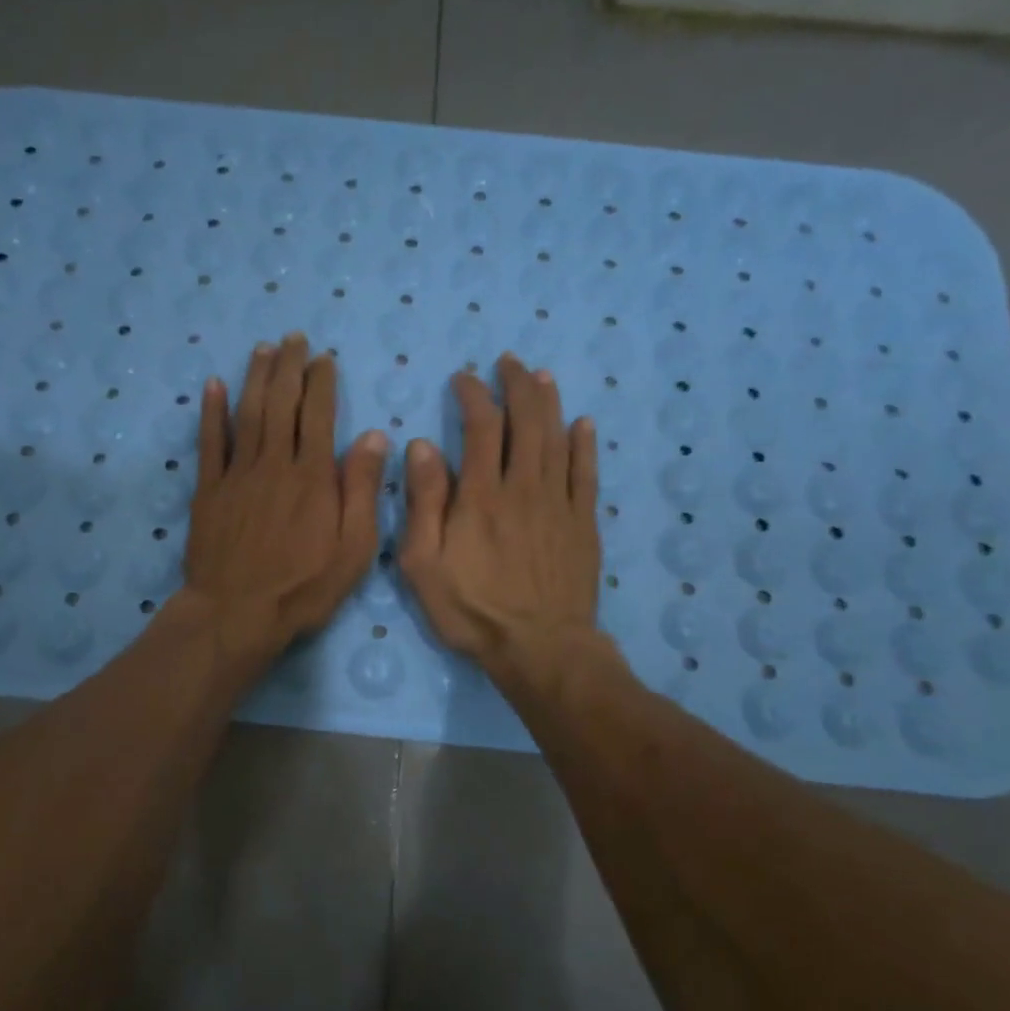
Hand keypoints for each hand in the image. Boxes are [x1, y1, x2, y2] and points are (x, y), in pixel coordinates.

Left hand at [178, 334, 387, 666]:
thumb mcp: (354, 549)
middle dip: (289, 367)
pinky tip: (213, 385)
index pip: (319, 416)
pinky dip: (211, 412)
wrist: (237, 614)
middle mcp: (275, 464)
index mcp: (313, 477)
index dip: (321, 382)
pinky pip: (210, 442)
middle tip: (293, 338)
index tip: (323, 358)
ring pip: (248, 414)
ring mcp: (237, 475)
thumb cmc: (303, 587)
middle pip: (282, 404)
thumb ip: (362, 489)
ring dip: (256, 377)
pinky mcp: (209, 490)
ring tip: (263, 349)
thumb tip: (374, 435)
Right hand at [398, 353, 603, 683]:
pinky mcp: (583, 523)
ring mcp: (559, 504)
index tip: (463, 379)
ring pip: (557, 438)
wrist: (541, 648)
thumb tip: (422, 446)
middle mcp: (523, 487)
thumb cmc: (472, 610)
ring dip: (549, 403)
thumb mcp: (423, 563)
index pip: (481, 427)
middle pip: (526, 422)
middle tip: (508, 362)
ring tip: (541, 376)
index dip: (473, 395)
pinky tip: (584, 424)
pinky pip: (587, 474)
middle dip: (516, 386)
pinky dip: (585, 445)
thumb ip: (422, 502)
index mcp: (481, 495)